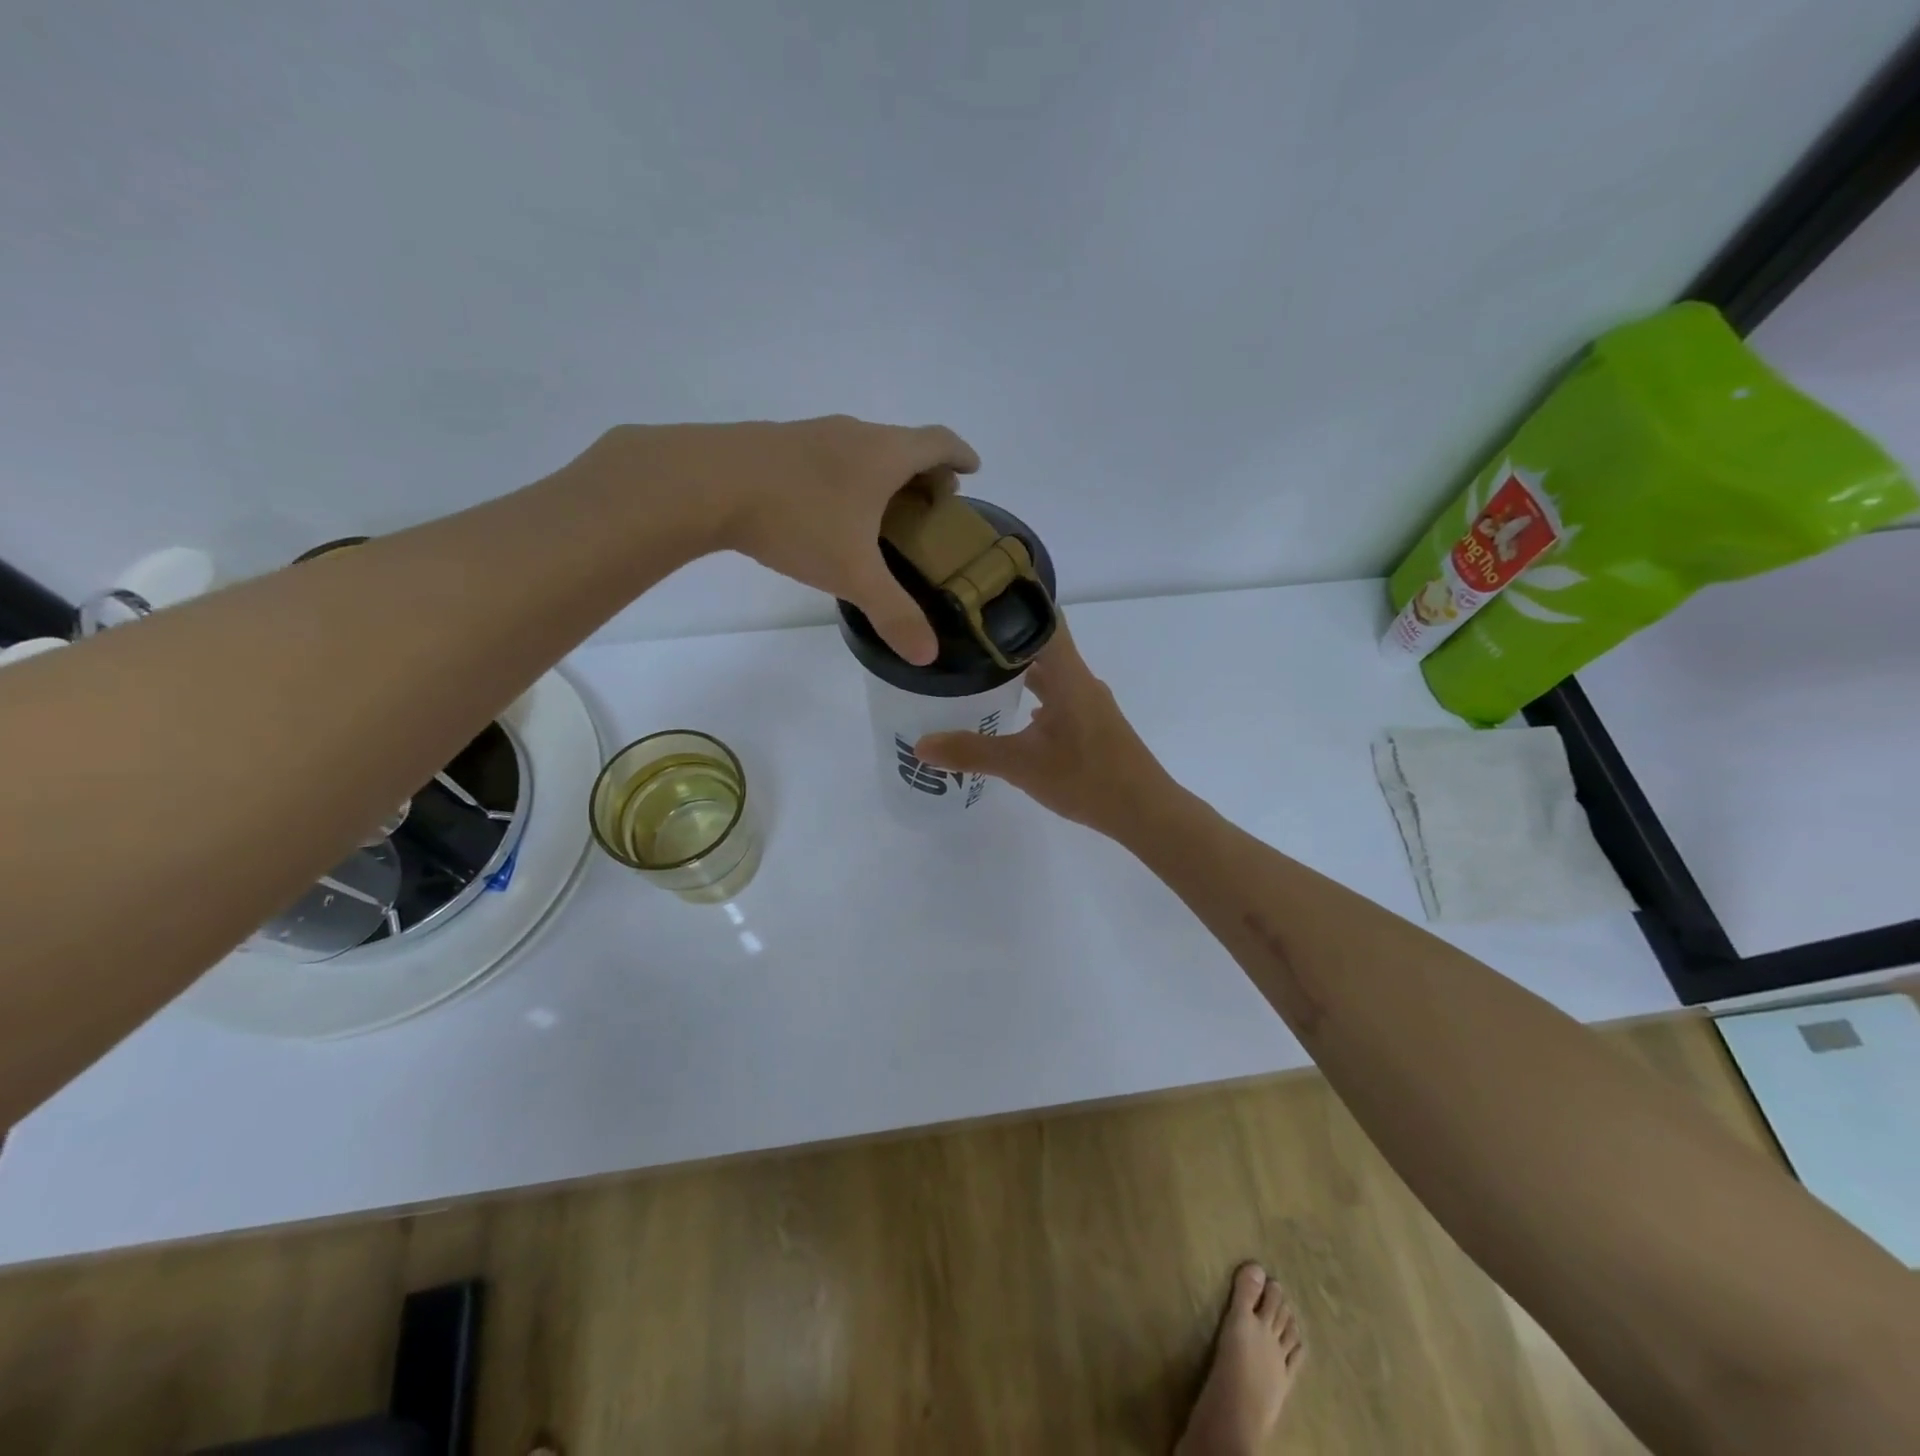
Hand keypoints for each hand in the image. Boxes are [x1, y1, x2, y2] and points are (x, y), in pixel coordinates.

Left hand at [600, 415, 978, 664]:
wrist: (705, 482)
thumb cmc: (797, 519)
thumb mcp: (852, 573)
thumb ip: (893, 612)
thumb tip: (928, 655)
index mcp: (884, 454)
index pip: (938, 442)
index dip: (960, 456)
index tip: (973, 471)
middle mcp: (853, 434)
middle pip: (903, 443)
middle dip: (924, 472)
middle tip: (929, 506)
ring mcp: (811, 433)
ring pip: (862, 448)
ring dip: (882, 474)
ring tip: (881, 511)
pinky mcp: (776, 443)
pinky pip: (828, 456)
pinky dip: (846, 476)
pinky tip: (827, 509)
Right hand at [914, 622, 1174, 840]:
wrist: (1144, 812)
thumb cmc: (1086, 778)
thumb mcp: (1021, 765)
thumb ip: (971, 752)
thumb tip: (920, 745)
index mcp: (1068, 675)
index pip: (1043, 619)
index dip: (1013, 602)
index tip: (976, 596)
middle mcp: (1081, 680)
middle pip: (1042, 646)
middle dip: (1004, 641)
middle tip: (962, 639)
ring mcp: (1089, 703)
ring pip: (1051, 675)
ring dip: (1019, 672)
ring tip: (979, 674)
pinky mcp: (1093, 724)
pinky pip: (1059, 697)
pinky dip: (1035, 698)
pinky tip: (1014, 715)